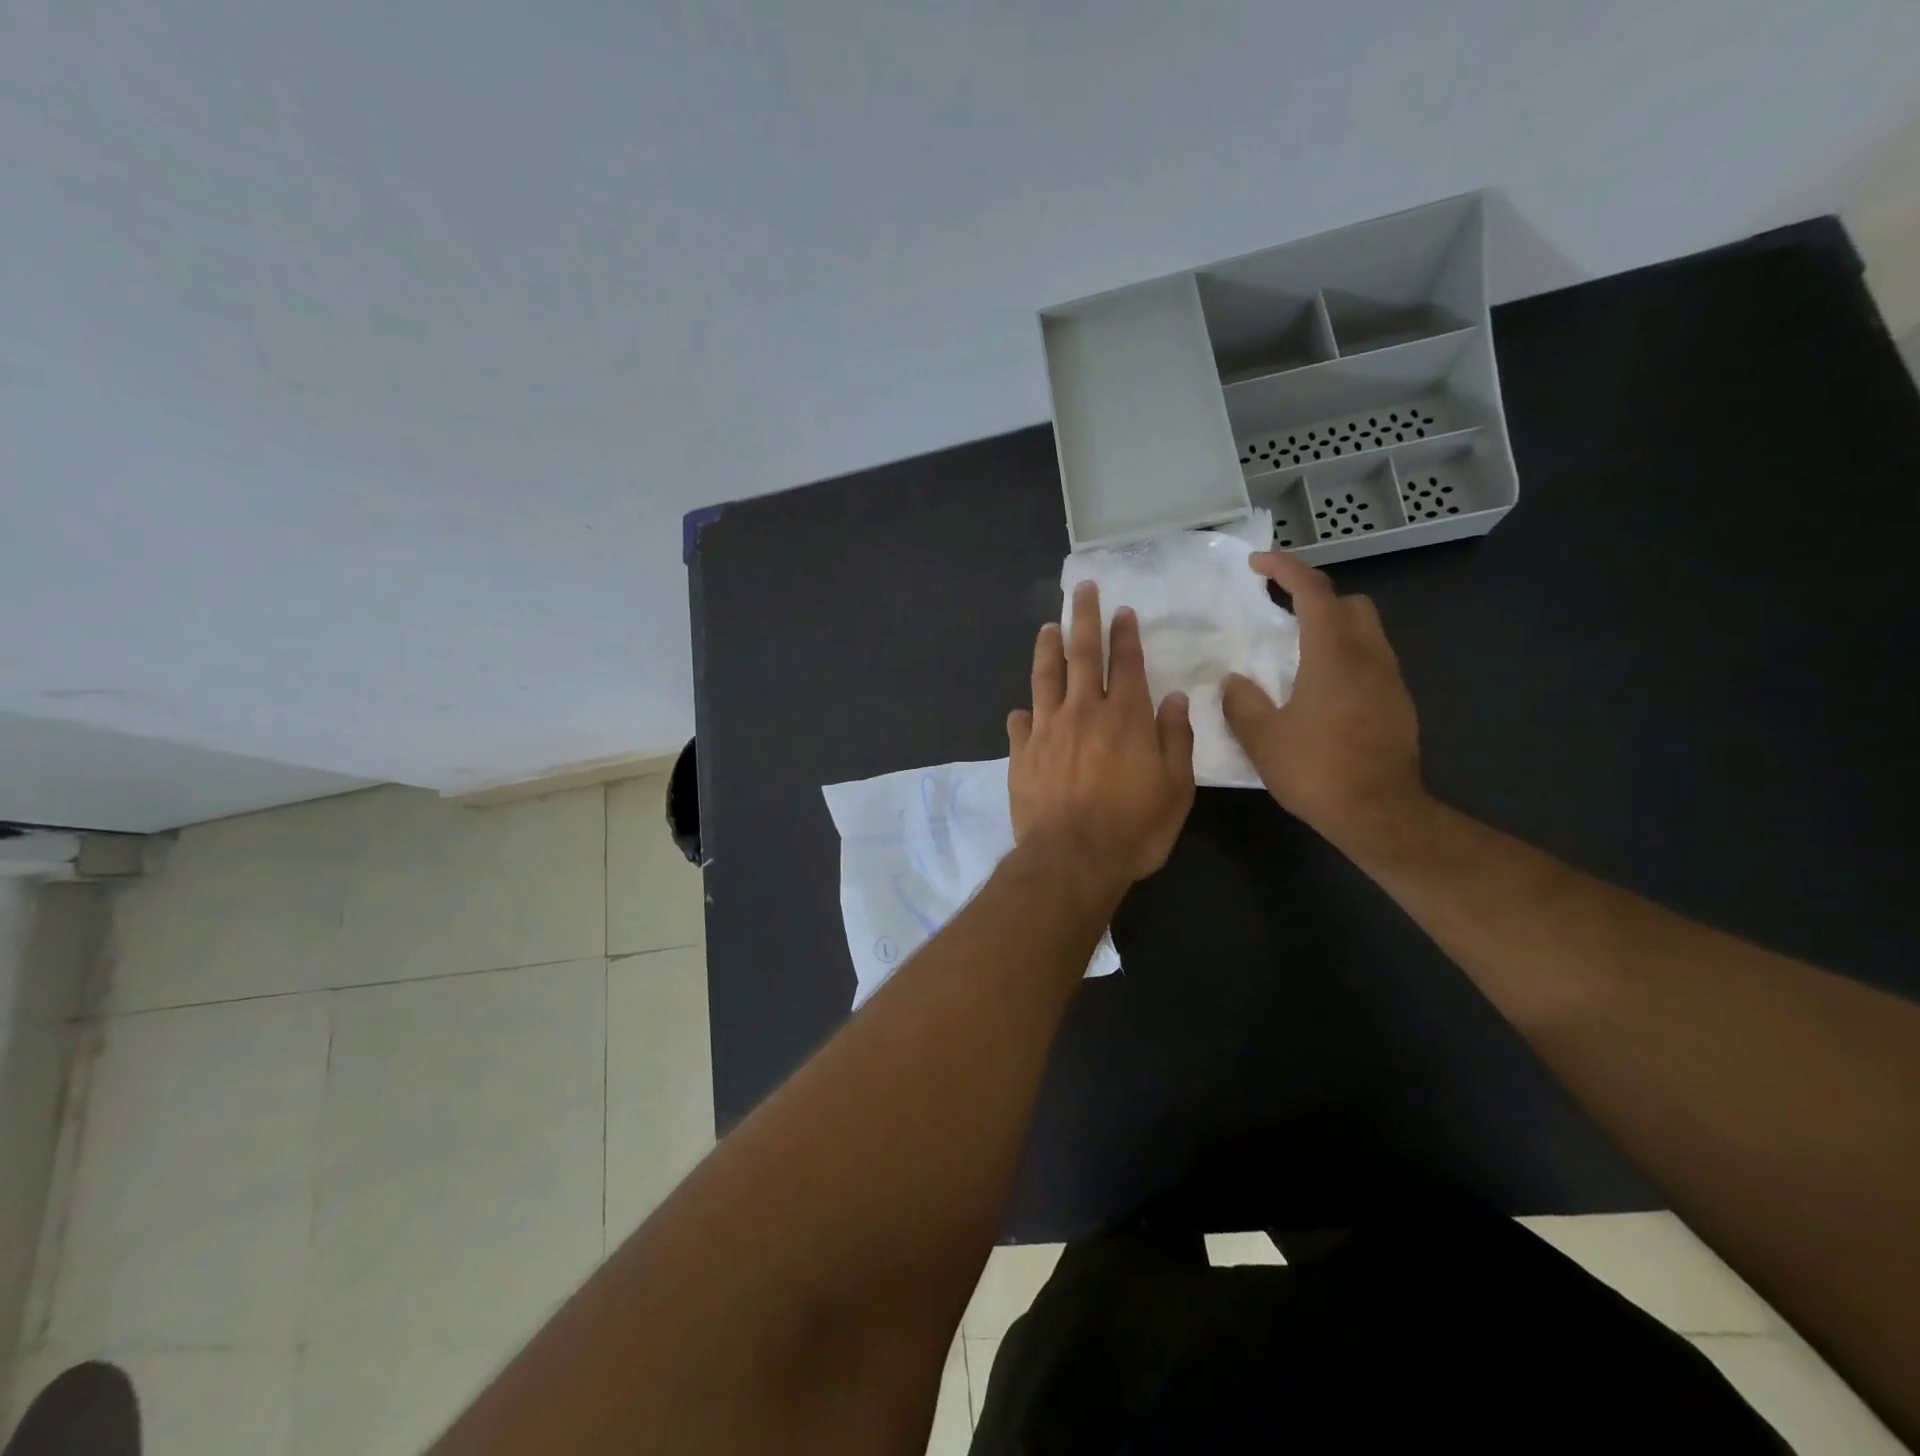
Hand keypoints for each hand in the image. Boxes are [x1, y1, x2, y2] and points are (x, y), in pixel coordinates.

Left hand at [1008, 581, 1196, 893]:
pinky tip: (1021, 708)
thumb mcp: (1175, 789)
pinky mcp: (1021, 754)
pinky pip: (1020, 723)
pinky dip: (1022, 712)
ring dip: (1048, 649)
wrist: (1071, 860)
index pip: (1126, 663)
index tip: (1122, 611)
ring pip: (1045, 678)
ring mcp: (1047, 730)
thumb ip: (1175, 739)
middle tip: (1083, 590)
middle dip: (1085, 619)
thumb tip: (1173, 699)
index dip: (1125, 635)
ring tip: (1048, 627)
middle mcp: (1083, 713)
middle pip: (1082, 655)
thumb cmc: (1133, 828)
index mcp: (1125, 718)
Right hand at [1221, 552, 1428, 853]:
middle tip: (1282, 614)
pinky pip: (1370, 663)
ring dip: (1332, 630)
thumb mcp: (1262, 738)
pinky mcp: (1398, 705)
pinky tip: (1320, 693)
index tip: (1258, 564)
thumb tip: (1234, 682)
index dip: (1285, 569)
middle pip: (1350, 604)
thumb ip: (1242, 701)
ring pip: (1365, 633)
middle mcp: (1368, 657)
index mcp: (1333, 655)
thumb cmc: (1317, 771)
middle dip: (1317, 598)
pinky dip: (1345, 659)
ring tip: (1296, 656)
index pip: (1314, 592)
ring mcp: (1390, 681)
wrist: (1380, 814)